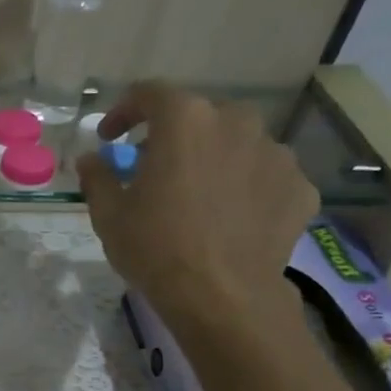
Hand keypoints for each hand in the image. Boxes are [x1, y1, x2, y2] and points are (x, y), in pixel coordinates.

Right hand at [76, 82, 317, 349]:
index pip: (150, 94)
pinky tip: (233, 219)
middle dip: (175, 137)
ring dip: (216, 160)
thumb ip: (98, 178)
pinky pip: (266, 177)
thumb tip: (90, 159)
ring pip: (238, 144)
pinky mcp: (300, 185)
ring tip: (201, 198)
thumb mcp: (109, 216)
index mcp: (185, 121)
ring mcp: (276, 152)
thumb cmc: (155, 249)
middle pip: (200, 117)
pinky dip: (248, 189)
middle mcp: (236, 122)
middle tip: (158, 170)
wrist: (222, 297)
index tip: (111, 138)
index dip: (124, 111)